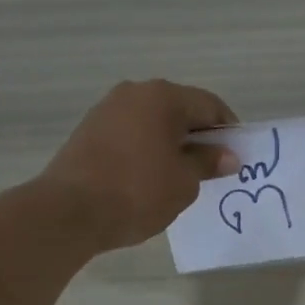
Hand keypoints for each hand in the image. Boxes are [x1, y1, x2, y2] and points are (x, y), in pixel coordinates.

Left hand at [41, 80, 240, 250]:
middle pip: (179, 110)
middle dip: (198, 137)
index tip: (235, 159)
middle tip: (209, 170)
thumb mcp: (184, 182)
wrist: (69, 211)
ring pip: (152, 122)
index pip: (209, 106)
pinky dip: (145, 150)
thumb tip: (227, 155)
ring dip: (170, 144)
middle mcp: (134, 93)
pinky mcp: (88, 131)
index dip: (228, 131)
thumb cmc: (137, 192)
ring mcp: (107, 110)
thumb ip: (207, 163)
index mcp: (163, 97)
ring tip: (178, 177)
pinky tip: (147, 178)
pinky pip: (130, 135)